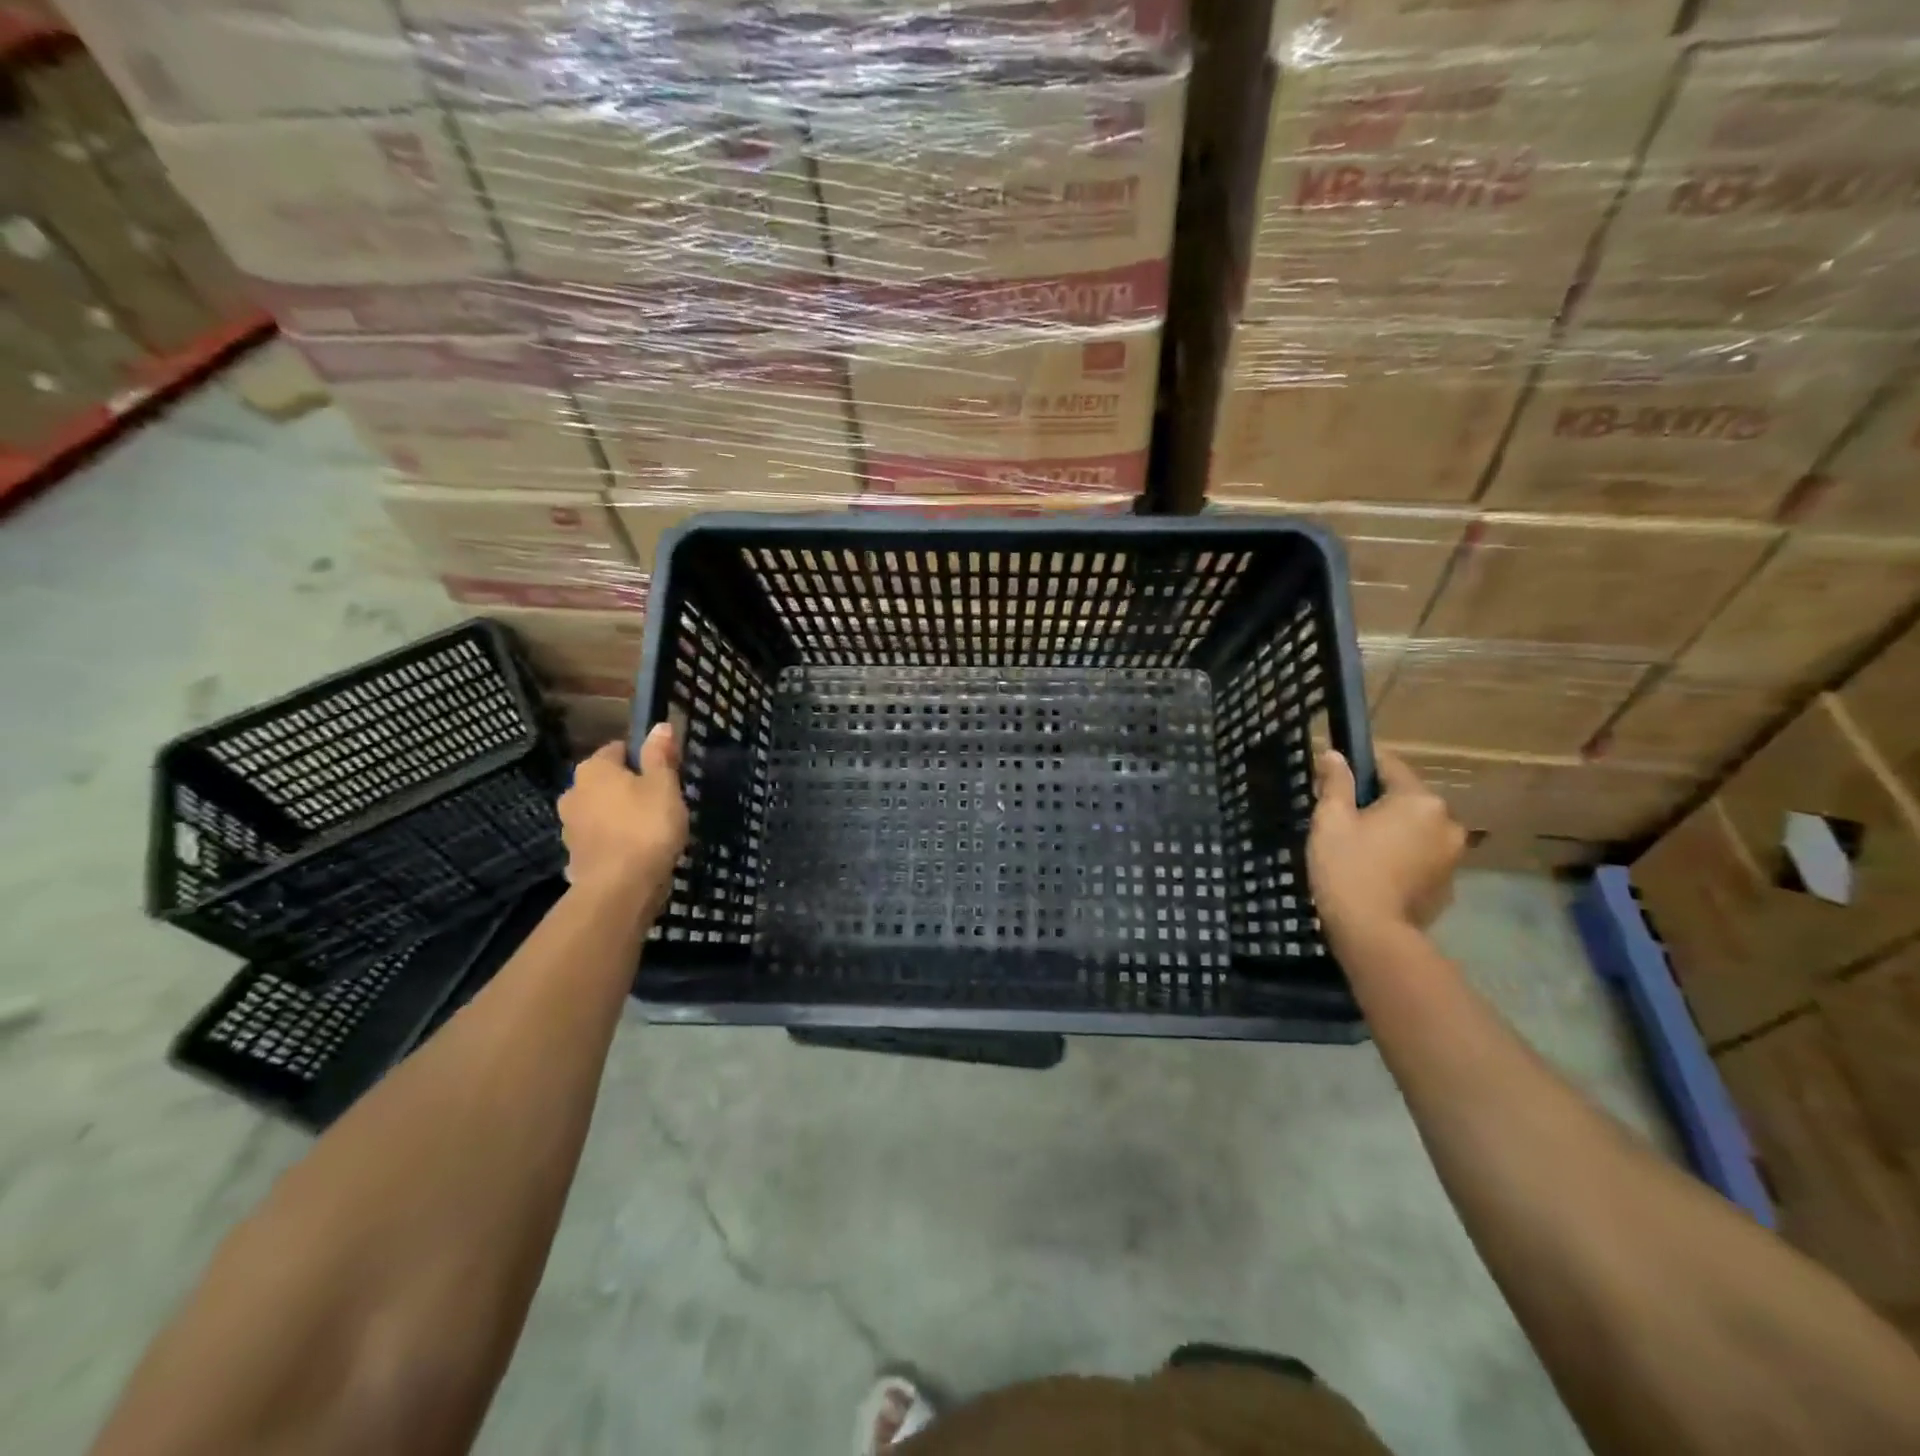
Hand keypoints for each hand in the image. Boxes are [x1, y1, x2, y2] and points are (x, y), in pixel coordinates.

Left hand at [559, 724, 688, 918]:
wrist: (620, 888)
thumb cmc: (646, 827)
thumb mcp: (664, 786)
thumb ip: (660, 756)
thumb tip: (659, 726)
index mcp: (594, 769)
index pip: (618, 749)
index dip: (643, 758)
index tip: (666, 774)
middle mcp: (573, 792)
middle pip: (607, 781)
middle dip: (629, 788)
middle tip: (661, 803)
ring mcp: (570, 826)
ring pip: (601, 811)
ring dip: (620, 816)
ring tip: (651, 831)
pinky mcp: (575, 856)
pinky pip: (600, 839)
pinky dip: (615, 842)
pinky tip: (637, 853)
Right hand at [1308, 748, 1465, 945]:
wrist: (1371, 932)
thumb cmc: (1346, 867)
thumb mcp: (1331, 819)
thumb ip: (1336, 783)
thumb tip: (1334, 754)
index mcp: (1419, 800)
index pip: (1389, 765)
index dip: (1359, 768)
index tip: (1336, 780)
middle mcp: (1447, 822)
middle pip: (1406, 799)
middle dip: (1377, 803)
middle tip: (1343, 821)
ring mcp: (1454, 855)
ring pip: (1416, 829)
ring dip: (1394, 831)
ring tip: (1360, 850)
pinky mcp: (1450, 884)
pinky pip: (1423, 857)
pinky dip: (1404, 857)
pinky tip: (1378, 873)